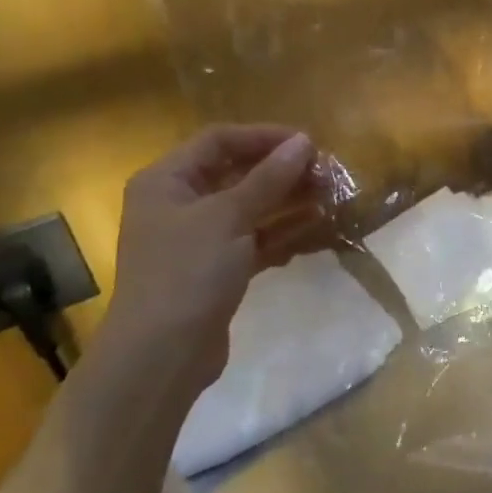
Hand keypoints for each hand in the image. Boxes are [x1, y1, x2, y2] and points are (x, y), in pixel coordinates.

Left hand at [100, 125, 316, 394]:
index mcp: (166, 181)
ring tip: (329, 196)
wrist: (161, 355)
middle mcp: (178, 204)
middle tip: (326, 173)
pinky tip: (315, 228)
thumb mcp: (229, 217)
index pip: (219, 140)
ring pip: (249, 207)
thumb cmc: (188, 273)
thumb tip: (304, 141)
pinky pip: (253, 238)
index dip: (264, 136)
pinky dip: (281, 231)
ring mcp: (197, 239)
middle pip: (236, 172)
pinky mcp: (216, 269)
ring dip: (287, 200)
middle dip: (281, 170)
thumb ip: (269, 178)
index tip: (308, 144)